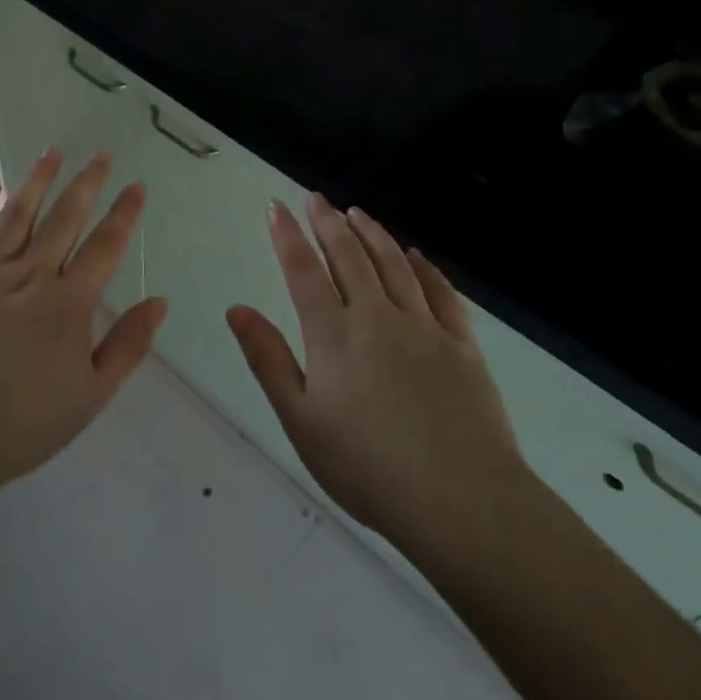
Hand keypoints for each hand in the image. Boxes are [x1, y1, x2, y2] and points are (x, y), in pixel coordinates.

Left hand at [0, 149, 166, 493]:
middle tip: (100, 154)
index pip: (105, 246)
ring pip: (15, 214)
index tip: (136, 185)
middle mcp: (28, 276)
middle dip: (86, 183)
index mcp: (67, 303)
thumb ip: (127, 346)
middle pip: (63, 218)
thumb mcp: (90, 396)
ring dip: (36, 180)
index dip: (124, 214)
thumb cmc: (21, 425)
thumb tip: (158, 301)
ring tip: (51, 151)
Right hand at [226, 194, 528, 557]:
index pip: (304, 270)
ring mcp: (425, 327)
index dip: (287, 235)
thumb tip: (237, 308)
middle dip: (327, 222)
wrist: (462, 502)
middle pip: (349, 256)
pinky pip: (442, 293)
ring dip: (372, 234)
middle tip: (315, 198)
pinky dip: (426, 268)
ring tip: (357, 213)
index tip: (275, 206)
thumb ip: (269, 360)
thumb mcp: (301, 421)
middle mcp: (377, 317)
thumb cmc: (368, 467)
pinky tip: (417, 256)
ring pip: (394, 265)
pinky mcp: (463, 345)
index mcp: (334, 335)